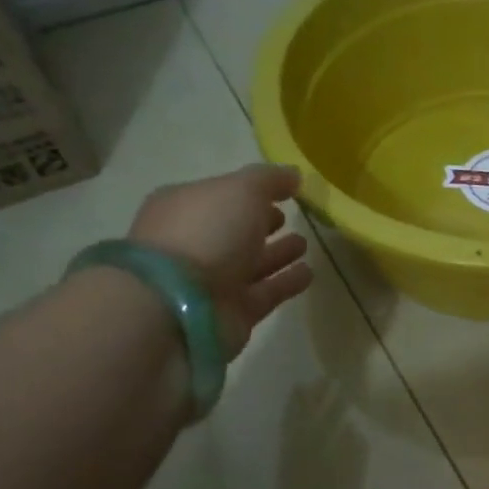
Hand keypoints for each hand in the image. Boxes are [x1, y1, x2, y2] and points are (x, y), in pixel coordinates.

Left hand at [127, 164, 313, 356]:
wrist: (180, 305)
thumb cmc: (206, 233)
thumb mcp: (240, 190)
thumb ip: (269, 179)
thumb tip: (293, 175)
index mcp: (186, 207)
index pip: (222, 196)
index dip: (251, 192)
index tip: (283, 192)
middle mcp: (196, 243)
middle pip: (234, 230)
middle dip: (262, 224)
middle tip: (291, 218)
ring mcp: (212, 281)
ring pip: (252, 263)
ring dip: (277, 254)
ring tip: (305, 244)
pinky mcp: (232, 312)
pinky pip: (265, 292)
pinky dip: (286, 282)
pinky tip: (308, 273)